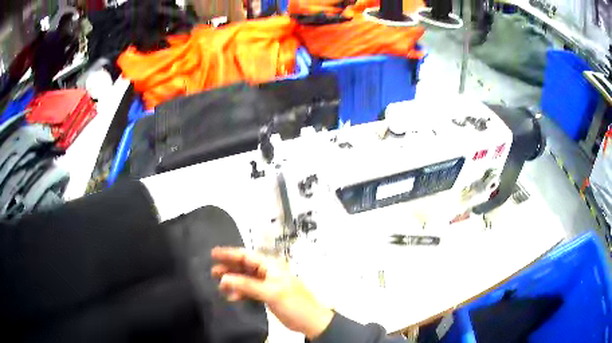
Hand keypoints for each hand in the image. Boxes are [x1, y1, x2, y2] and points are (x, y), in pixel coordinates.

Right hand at [211, 247, 333, 339]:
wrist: (311, 321)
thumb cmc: (294, 303)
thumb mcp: (271, 293)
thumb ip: (247, 285)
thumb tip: (224, 278)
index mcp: (271, 266)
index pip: (247, 256)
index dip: (229, 254)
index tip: (213, 254)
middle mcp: (268, 272)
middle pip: (244, 266)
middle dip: (228, 268)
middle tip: (212, 272)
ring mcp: (267, 284)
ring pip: (245, 278)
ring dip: (233, 281)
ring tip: (219, 287)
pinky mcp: (266, 295)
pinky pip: (249, 290)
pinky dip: (240, 292)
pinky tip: (232, 297)